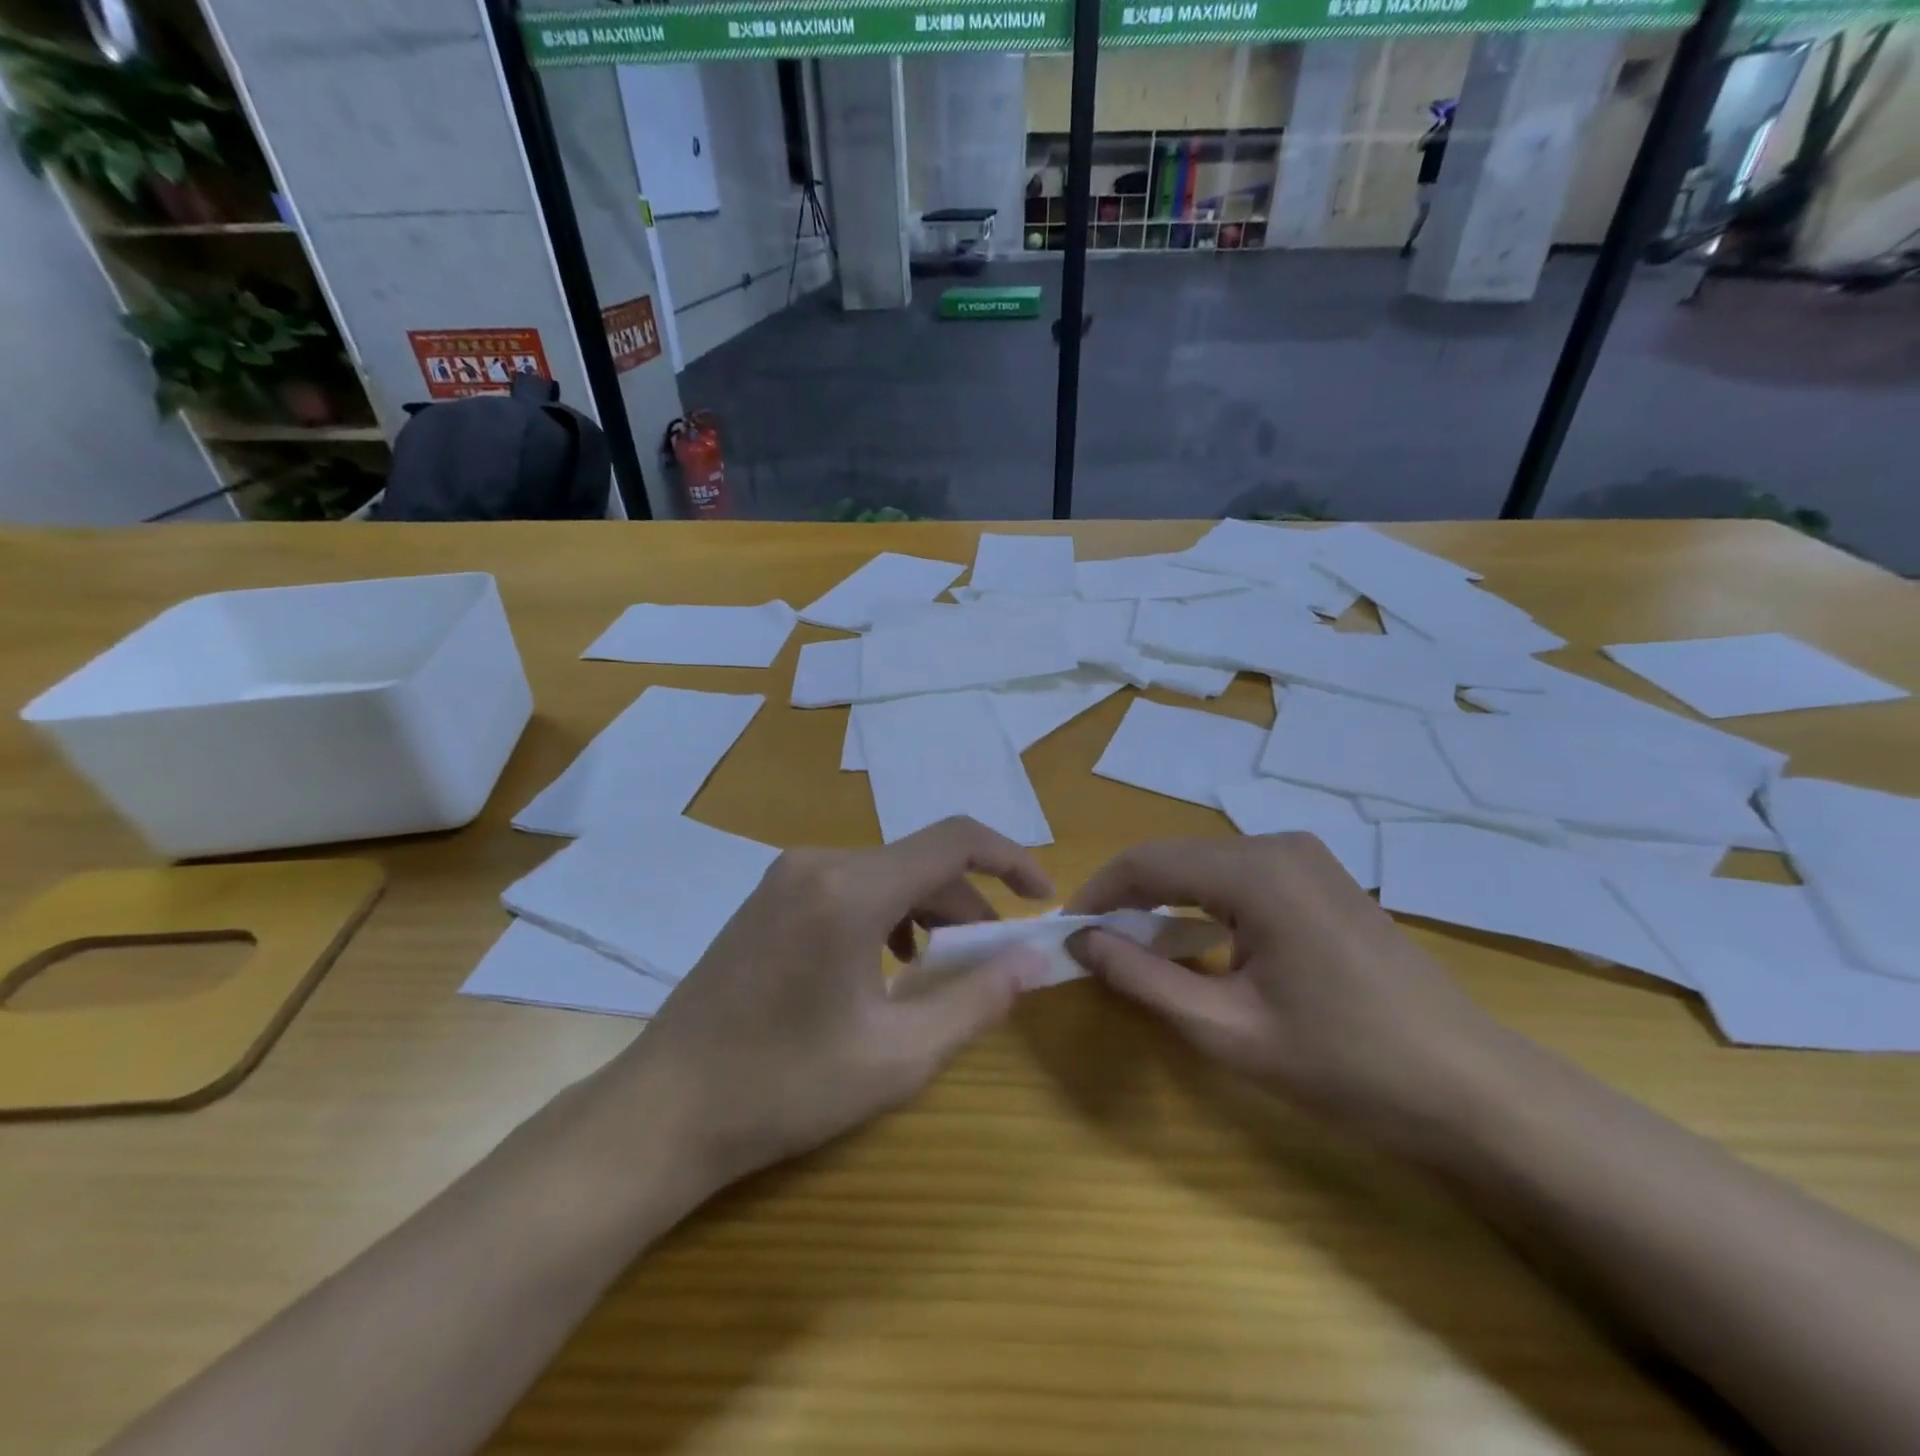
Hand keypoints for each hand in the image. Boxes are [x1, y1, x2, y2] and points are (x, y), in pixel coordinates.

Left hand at [620, 817, 1053, 1193]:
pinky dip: (887, 914)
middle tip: (992, 958)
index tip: (1042, 895)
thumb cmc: (785, 1088)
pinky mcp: (770, 897)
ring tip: (941, 968)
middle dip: (967, 903)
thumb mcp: (899, 1055)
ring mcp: (787, 876)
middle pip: (919, 861)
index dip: (1010, 858)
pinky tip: (886, 966)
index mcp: (852, 889)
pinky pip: (849, 886)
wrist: (664, 1109)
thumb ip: (976, 1000)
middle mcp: (818, 862)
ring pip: (885, 874)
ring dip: (927, 911)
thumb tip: (1031, 960)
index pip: (954, 840)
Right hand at [1065, 834, 1508, 1155]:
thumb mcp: (1226, 1030)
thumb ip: (1143, 979)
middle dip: (1128, 896)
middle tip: (1096, 946)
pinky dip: (1203, 903)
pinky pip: (1240, 877)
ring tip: (1136, 948)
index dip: (1098, 892)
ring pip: (1206, 865)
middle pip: (1176, 857)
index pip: (1147, 861)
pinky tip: (1196, 942)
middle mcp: (1279, 846)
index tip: (1067, 931)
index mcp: (1255, 871)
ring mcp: (1307, 859)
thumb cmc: (1345, 1065)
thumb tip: (1082, 940)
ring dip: (1164, 899)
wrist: (1472, 1089)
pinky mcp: (1322, 879)